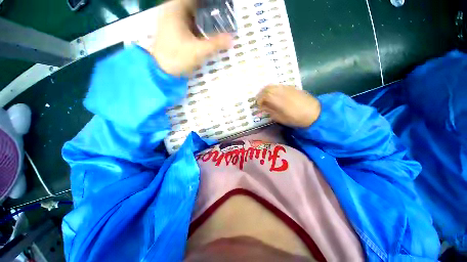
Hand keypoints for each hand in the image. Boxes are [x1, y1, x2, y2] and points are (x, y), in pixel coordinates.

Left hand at [149, 0, 231, 75]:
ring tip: (217, 23)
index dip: (209, 3)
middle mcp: (172, 11)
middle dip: (208, 11)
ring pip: (191, 14)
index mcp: (176, 9)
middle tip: (222, 17)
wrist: (162, 71)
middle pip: (194, 6)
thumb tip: (232, 39)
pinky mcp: (174, 31)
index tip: (220, 8)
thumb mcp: (198, 51)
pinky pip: (188, 23)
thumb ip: (215, 44)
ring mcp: (172, 21)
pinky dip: (198, 26)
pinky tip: (207, 32)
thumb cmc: (177, 58)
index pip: (195, 0)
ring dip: (204, 18)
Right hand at [256, 85, 320, 127]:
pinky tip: (275, 95)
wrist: (314, 113)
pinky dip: (274, 89)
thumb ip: (270, 110)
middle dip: (261, 94)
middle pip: (267, 88)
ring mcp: (287, 87)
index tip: (258, 105)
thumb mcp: (280, 118)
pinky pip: (279, 86)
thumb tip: (263, 106)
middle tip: (260, 100)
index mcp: (277, 99)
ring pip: (273, 85)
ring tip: (266, 97)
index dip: (259, 100)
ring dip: (267, 90)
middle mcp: (280, 90)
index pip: (263, 96)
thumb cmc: (295, 118)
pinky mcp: (292, 87)